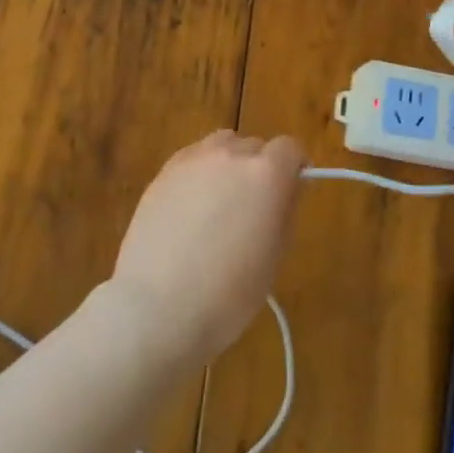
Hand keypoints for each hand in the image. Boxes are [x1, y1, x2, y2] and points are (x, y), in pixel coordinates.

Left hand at [109, 131, 305, 367]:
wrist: (158, 307)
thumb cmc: (229, 292)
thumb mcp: (275, 254)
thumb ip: (285, 209)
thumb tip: (288, 187)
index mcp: (266, 174)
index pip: (290, 148)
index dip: (294, 168)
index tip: (290, 191)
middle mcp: (230, 155)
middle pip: (254, 146)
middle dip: (260, 169)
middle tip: (254, 207)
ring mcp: (192, 160)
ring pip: (221, 146)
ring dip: (229, 165)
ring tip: (221, 202)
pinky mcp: (163, 173)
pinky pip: (192, 159)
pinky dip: (200, 173)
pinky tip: (191, 207)